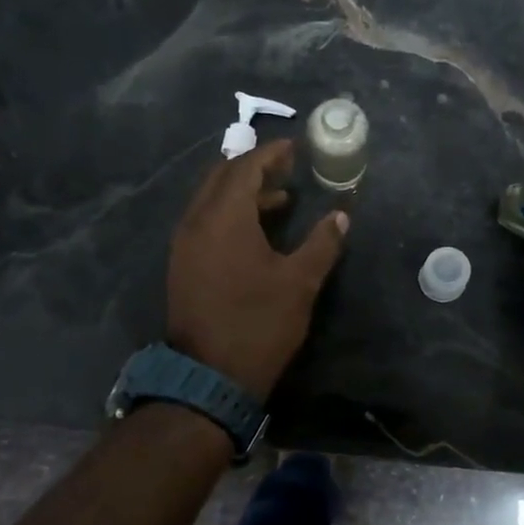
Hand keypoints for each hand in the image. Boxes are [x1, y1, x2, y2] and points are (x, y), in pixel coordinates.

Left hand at [167, 139, 347, 400]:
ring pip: (210, 199)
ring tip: (280, 198)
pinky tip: (255, 230)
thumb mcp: (299, 283)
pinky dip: (228, 213)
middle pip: (221, 177)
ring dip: (242, 191)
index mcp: (224, 218)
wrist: (210, 377)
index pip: (245, 167)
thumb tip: (341, 217)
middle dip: (253, 167)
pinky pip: (204, 221)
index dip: (272, 154)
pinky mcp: (182, 264)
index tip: (296, 147)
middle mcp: (196, 221)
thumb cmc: (259, 324)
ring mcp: (184, 244)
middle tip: (287, 168)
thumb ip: (322, 244)